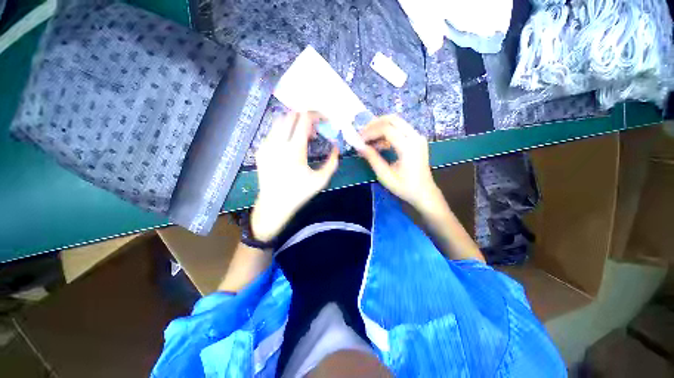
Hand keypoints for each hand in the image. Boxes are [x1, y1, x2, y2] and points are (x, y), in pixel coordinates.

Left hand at [251, 112, 338, 242]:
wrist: (274, 204)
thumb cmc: (299, 193)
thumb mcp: (321, 180)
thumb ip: (332, 163)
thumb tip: (336, 148)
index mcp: (294, 150)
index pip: (304, 120)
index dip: (315, 115)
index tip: (323, 119)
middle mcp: (278, 143)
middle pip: (290, 115)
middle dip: (304, 117)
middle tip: (314, 129)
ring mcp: (266, 145)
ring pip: (279, 121)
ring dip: (293, 123)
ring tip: (302, 136)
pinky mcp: (260, 150)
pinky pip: (272, 132)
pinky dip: (283, 132)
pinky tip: (289, 146)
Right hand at [357, 115, 442, 211]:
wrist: (424, 193)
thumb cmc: (405, 187)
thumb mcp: (385, 176)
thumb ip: (372, 158)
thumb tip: (359, 146)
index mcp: (408, 147)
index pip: (386, 129)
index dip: (370, 132)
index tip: (358, 140)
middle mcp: (415, 137)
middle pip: (392, 120)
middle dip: (374, 125)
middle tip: (361, 135)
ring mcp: (417, 137)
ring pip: (396, 122)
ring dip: (380, 128)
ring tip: (367, 140)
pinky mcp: (416, 140)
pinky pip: (400, 129)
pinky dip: (387, 133)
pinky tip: (378, 144)